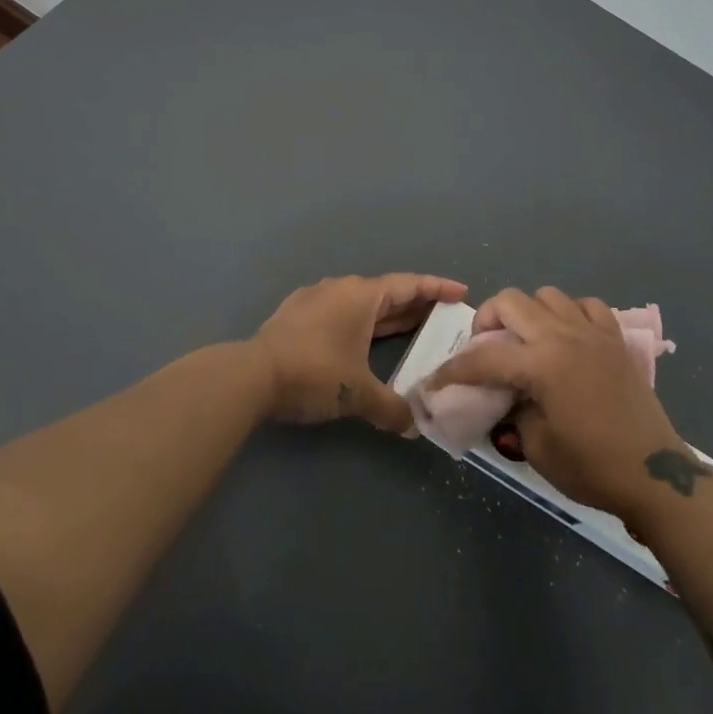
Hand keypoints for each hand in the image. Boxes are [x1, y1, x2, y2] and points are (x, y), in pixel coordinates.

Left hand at [253, 274, 467, 431]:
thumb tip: (415, 428)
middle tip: (441, 316)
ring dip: (385, 315)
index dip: (437, 288)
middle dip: (414, 304)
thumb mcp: (358, 394)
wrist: (251, 375)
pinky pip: (339, 311)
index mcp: (362, 296)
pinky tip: (360, 338)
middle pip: (386, 292)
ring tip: (407, 328)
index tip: (461, 292)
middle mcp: (341, 289)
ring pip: (360, 302)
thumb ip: (392, 409)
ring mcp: (315, 298)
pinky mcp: (295, 313)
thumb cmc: (314, 373)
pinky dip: (359, 322)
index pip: (409, 285)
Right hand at [424, 287, 692, 521]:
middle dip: (487, 320)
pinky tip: (566, 336)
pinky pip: (586, 305)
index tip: (435, 382)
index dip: (453, 370)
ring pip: (547, 295)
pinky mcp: (615, 339)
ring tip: (525, 340)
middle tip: (484, 348)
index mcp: (542, 364)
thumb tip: (506, 394)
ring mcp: (593, 332)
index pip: (484, 358)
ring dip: (528, 312)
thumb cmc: (591, 466)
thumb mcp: (536, 446)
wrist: (653, 475)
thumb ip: (513, 409)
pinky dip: (569, 313)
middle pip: (511, 302)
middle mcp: (564, 336)